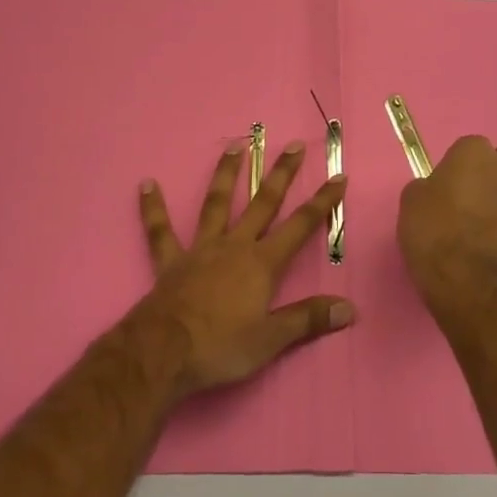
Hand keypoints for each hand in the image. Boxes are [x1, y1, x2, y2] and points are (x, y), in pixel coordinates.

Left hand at [134, 141, 353, 395]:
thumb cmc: (221, 346)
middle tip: (293, 144)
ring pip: (216, 204)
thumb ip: (308, 319)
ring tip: (234, 145)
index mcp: (262, 263)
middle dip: (281, 174)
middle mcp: (234, 246)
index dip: (322, 202)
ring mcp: (200, 249)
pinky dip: (153, 208)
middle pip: (262, 203)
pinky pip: (160, 231)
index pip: (300, 226)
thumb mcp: (271, 340)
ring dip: (226, 174)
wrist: (164, 352)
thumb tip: (349, 309)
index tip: (338, 176)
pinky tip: (147, 184)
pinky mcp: (170, 261)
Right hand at [398, 136, 496, 305]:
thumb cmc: (433, 231)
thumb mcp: (412, 200)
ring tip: (486, 218)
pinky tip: (494, 241)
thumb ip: (428, 186)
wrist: (465, 280)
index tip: (445, 185)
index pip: (468, 147)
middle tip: (467, 197)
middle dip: (489, 173)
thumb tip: (437, 190)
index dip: (456, 166)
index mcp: (474, 152)